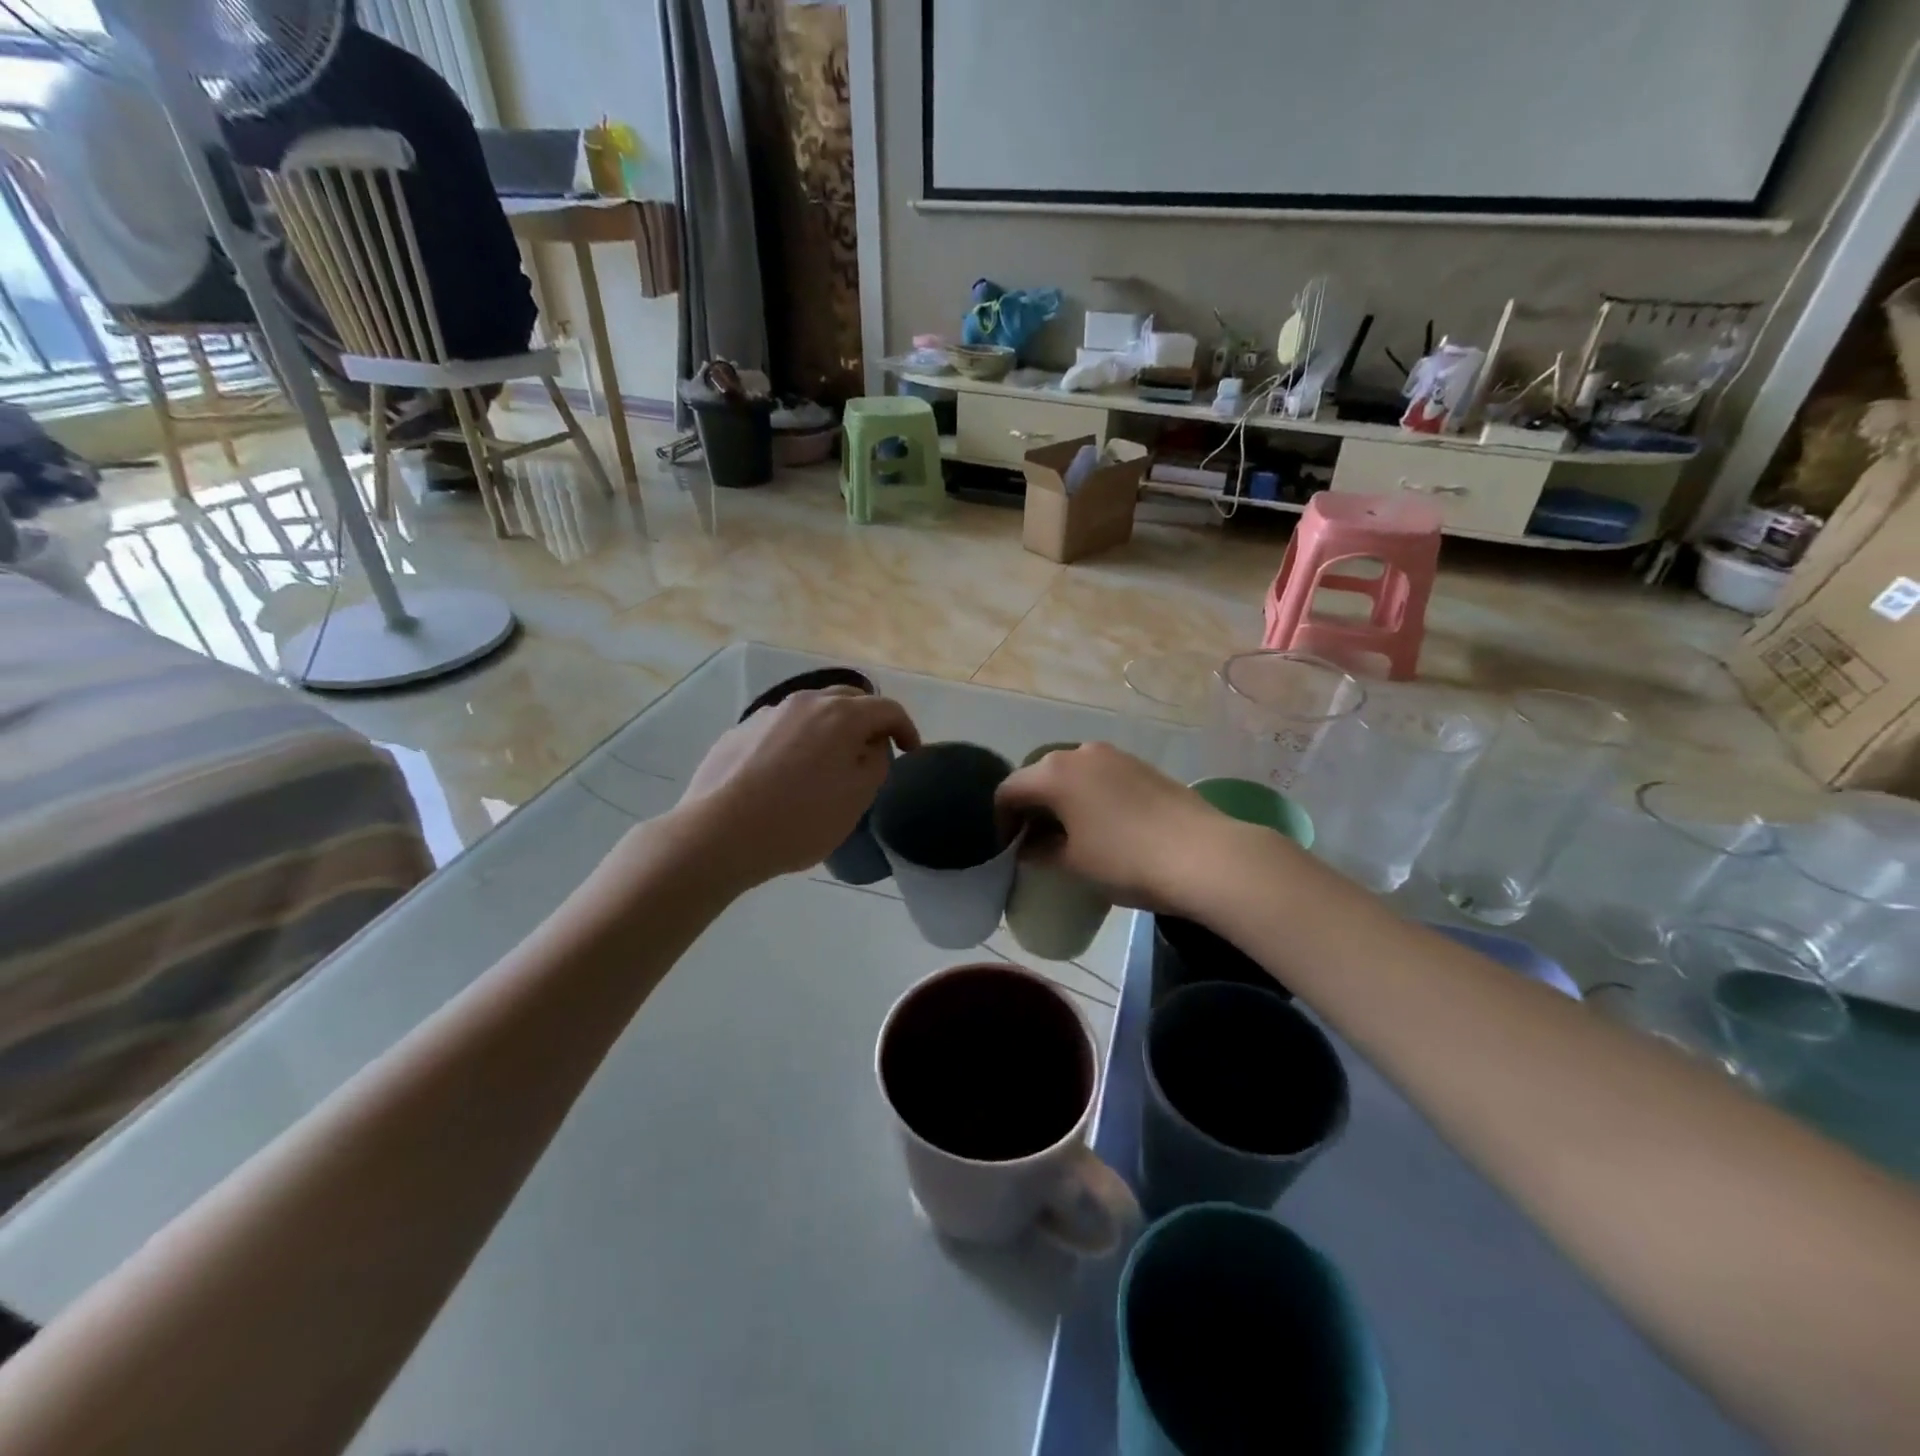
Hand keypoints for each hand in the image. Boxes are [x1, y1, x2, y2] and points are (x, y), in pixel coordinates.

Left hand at [673, 688, 919, 885]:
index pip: (887, 709)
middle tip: (872, 751)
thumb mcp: (857, 798)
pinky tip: (787, 774)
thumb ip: (876, 763)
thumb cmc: (800, 819)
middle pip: (848, 700)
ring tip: (828, 763)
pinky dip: (797, 741)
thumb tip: (872, 745)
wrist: (719, 834)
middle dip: (867, 721)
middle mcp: (805, 703)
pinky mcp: (739, 732)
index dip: (906, 728)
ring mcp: (768, 714)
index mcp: (841, 715)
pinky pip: (781, 728)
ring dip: (830, 729)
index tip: (910, 751)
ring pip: (811, 711)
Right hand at [995, 742, 1238, 913]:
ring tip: (1069, 835)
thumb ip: (1042, 852)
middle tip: (1034, 843)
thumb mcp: (1074, 863)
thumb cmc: (1125, 860)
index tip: (1008, 850)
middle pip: (1040, 776)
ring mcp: (1115, 755)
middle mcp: (1080, 752)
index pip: (1009, 790)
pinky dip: (1089, 796)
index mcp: (1054, 773)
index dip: (1001, 820)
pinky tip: (1103, 825)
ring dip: (1062, 800)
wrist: (1203, 855)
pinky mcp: (1142, 765)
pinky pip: (1101, 776)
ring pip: (1072, 774)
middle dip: (1031, 808)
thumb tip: (1030, 849)